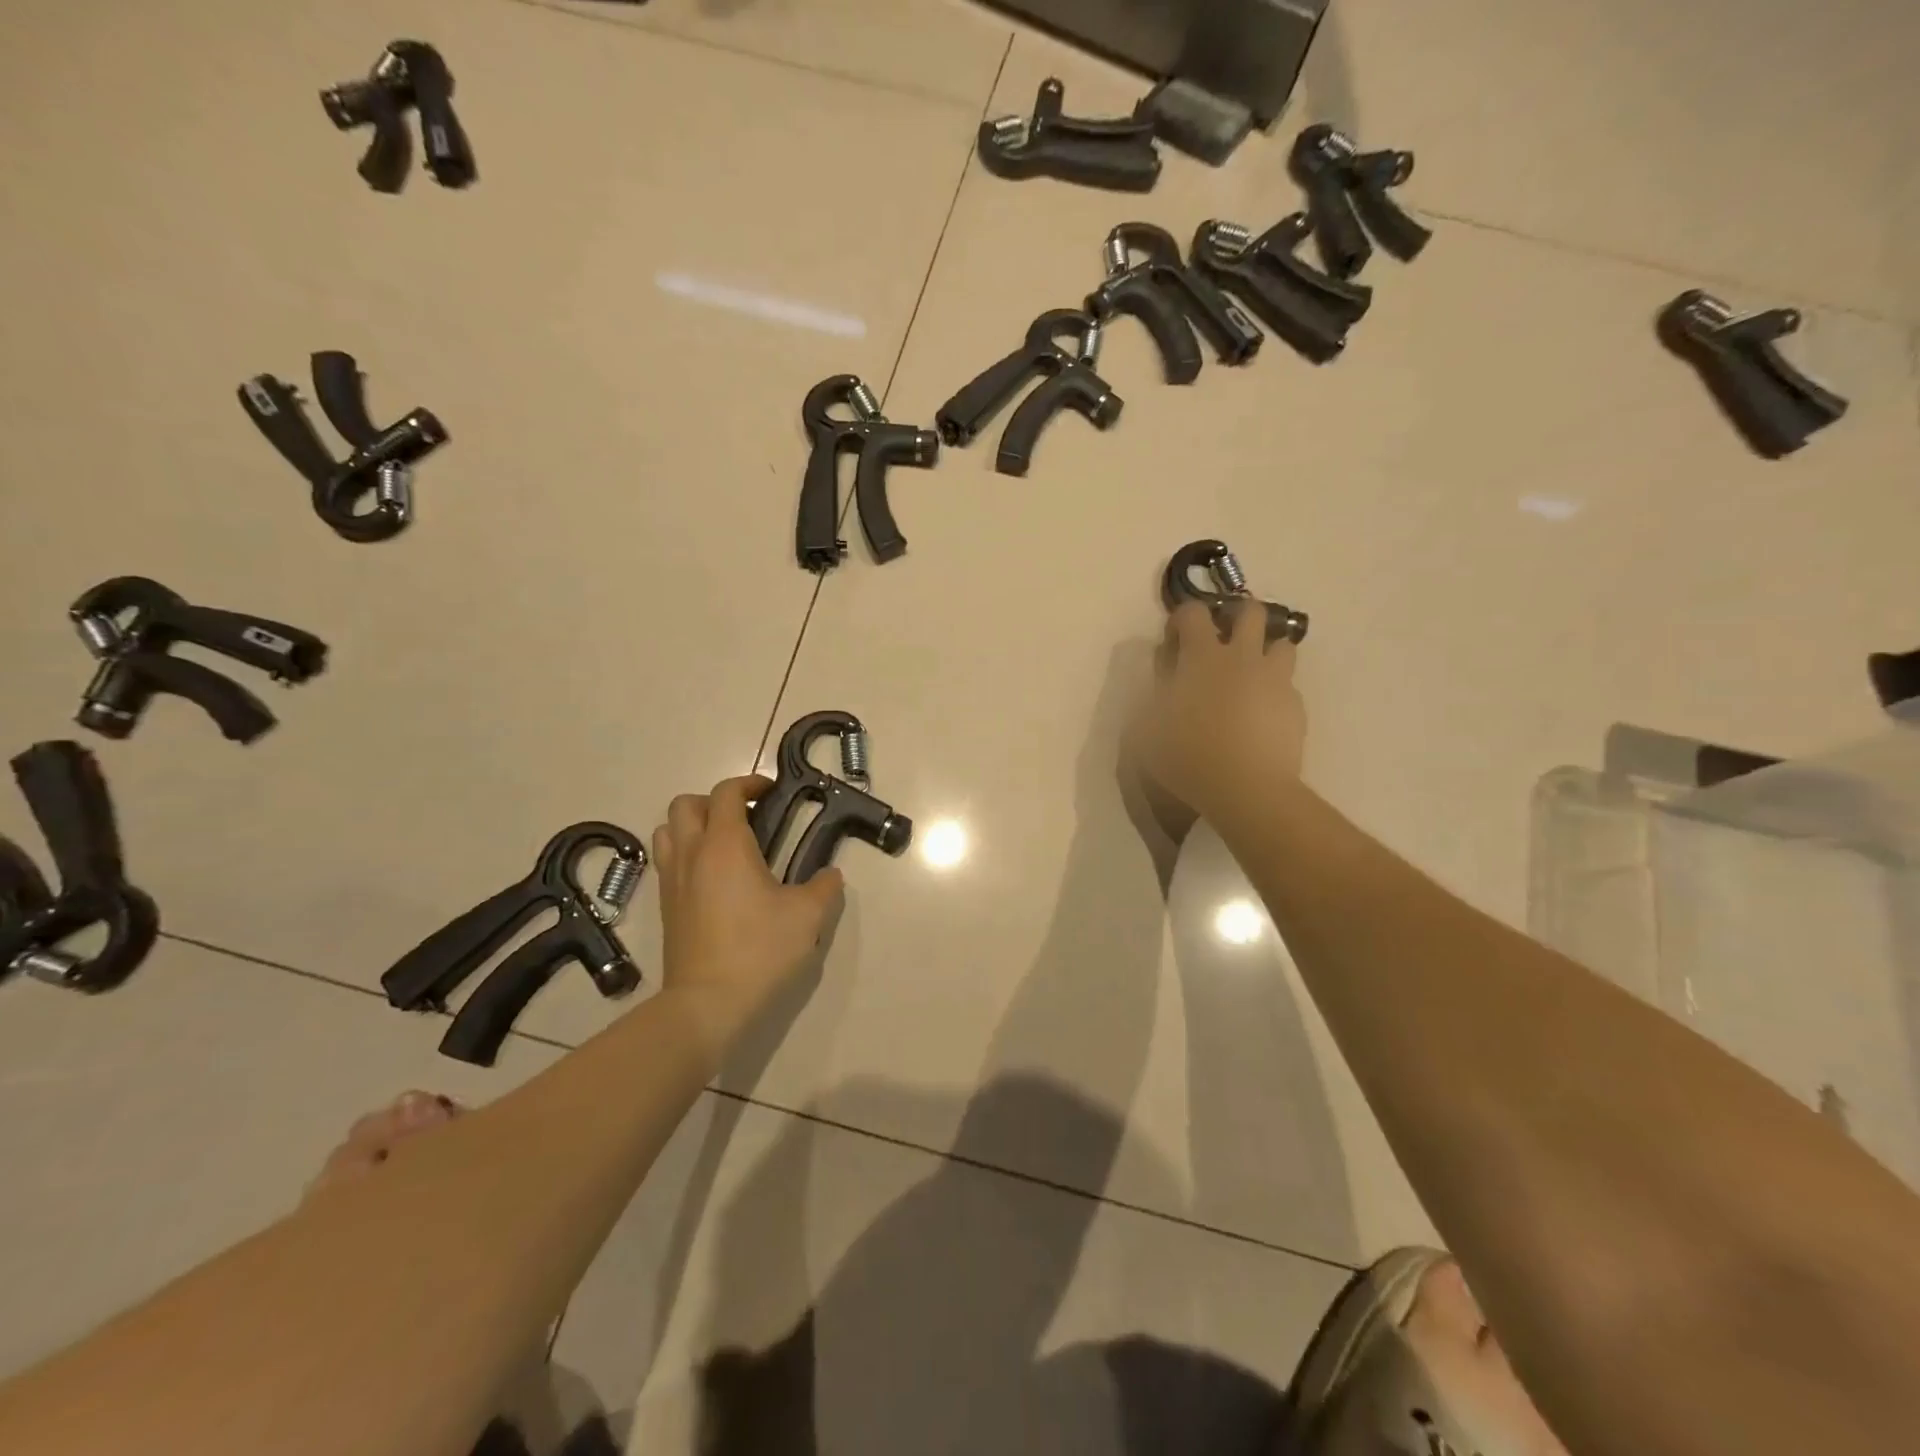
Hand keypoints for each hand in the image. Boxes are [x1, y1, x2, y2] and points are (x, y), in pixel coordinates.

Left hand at [651, 775, 843, 1054]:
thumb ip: (825, 887)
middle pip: (686, 805)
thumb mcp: (808, 917)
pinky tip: (714, 880)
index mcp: (724, 846)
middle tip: (746, 818)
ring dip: (693, 826)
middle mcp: (691, 855)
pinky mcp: (665, 909)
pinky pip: (667, 863)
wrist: (706, 1005)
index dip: (749, 783)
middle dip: (715, 801)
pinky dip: (686, 855)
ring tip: (724, 845)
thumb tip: (829, 875)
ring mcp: (672, 882)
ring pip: (668, 832)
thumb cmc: (759, 951)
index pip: (726, 792)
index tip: (771, 793)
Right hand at [1126, 600, 1306, 824]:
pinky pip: (1288, 686)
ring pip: (1282, 644)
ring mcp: (1274, 680)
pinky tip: (1262, 715)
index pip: (1193, 612)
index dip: (1182, 618)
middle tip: (1223, 642)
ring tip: (1251, 675)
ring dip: (1265, 651)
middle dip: (1237, 618)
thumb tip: (1161, 679)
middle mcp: (1243, 658)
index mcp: (1202, 657)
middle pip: (1252, 612)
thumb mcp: (1147, 728)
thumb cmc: (1187, 756)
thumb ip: (1152, 695)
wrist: (1247, 789)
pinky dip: (1275, 691)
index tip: (1175, 641)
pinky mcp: (1296, 706)